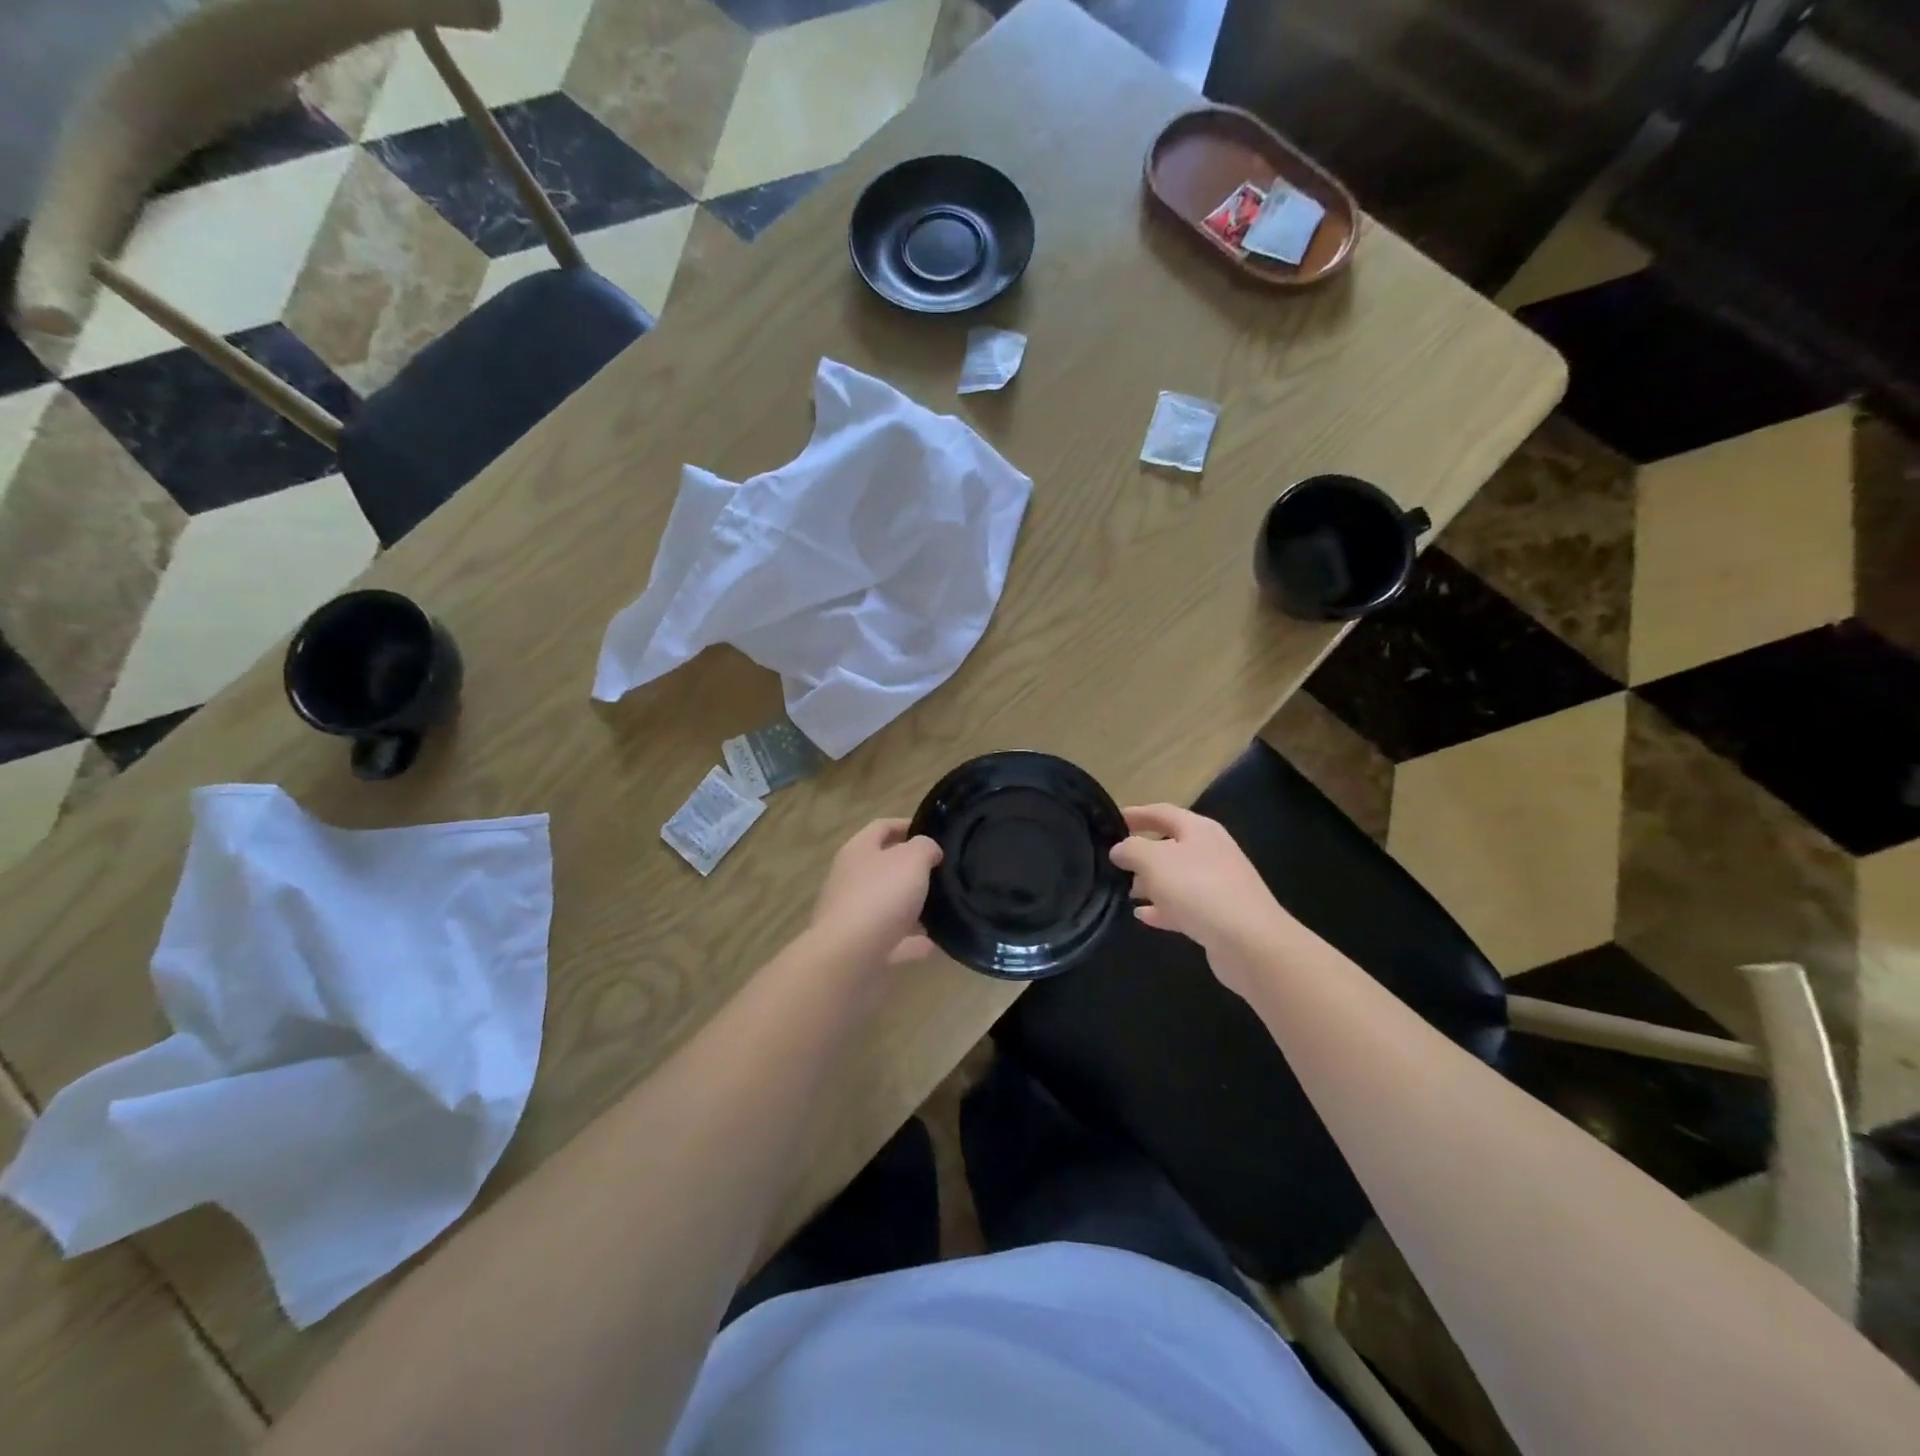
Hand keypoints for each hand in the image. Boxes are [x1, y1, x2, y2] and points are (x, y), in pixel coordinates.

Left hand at [811, 819, 942, 965]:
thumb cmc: (880, 897)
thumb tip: (929, 851)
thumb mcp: (911, 860)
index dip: (907, 825)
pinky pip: (891, 941)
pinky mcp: (860, 948)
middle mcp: (850, 880)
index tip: (933, 832)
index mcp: (858, 851)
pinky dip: (910, 942)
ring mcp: (852, 916)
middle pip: (883, 867)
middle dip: (911, 869)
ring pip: (887, 906)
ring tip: (941, 909)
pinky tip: (932, 944)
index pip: (881, 827)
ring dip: (911, 908)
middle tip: (942, 872)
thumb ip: (925, 848)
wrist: (848, 958)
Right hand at [1110, 804, 1292, 995]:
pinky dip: (1163, 908)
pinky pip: (1184, 905)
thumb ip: (1131, 850)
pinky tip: (1143, 916)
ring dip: (1150, 883)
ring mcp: (1217, 884)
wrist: (1249, 941)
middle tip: (1114, 863)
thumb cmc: (1197, 888)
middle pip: (1169, 846)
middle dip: (1141, 854)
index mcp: (1199, 829)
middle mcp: (1211, 851)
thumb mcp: (1153, 861)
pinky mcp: (1219, 915)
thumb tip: (1119, 849)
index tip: (1112, 822)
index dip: (1136, 814)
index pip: (1162, 813)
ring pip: (1176, 878)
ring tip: (1124, 892)